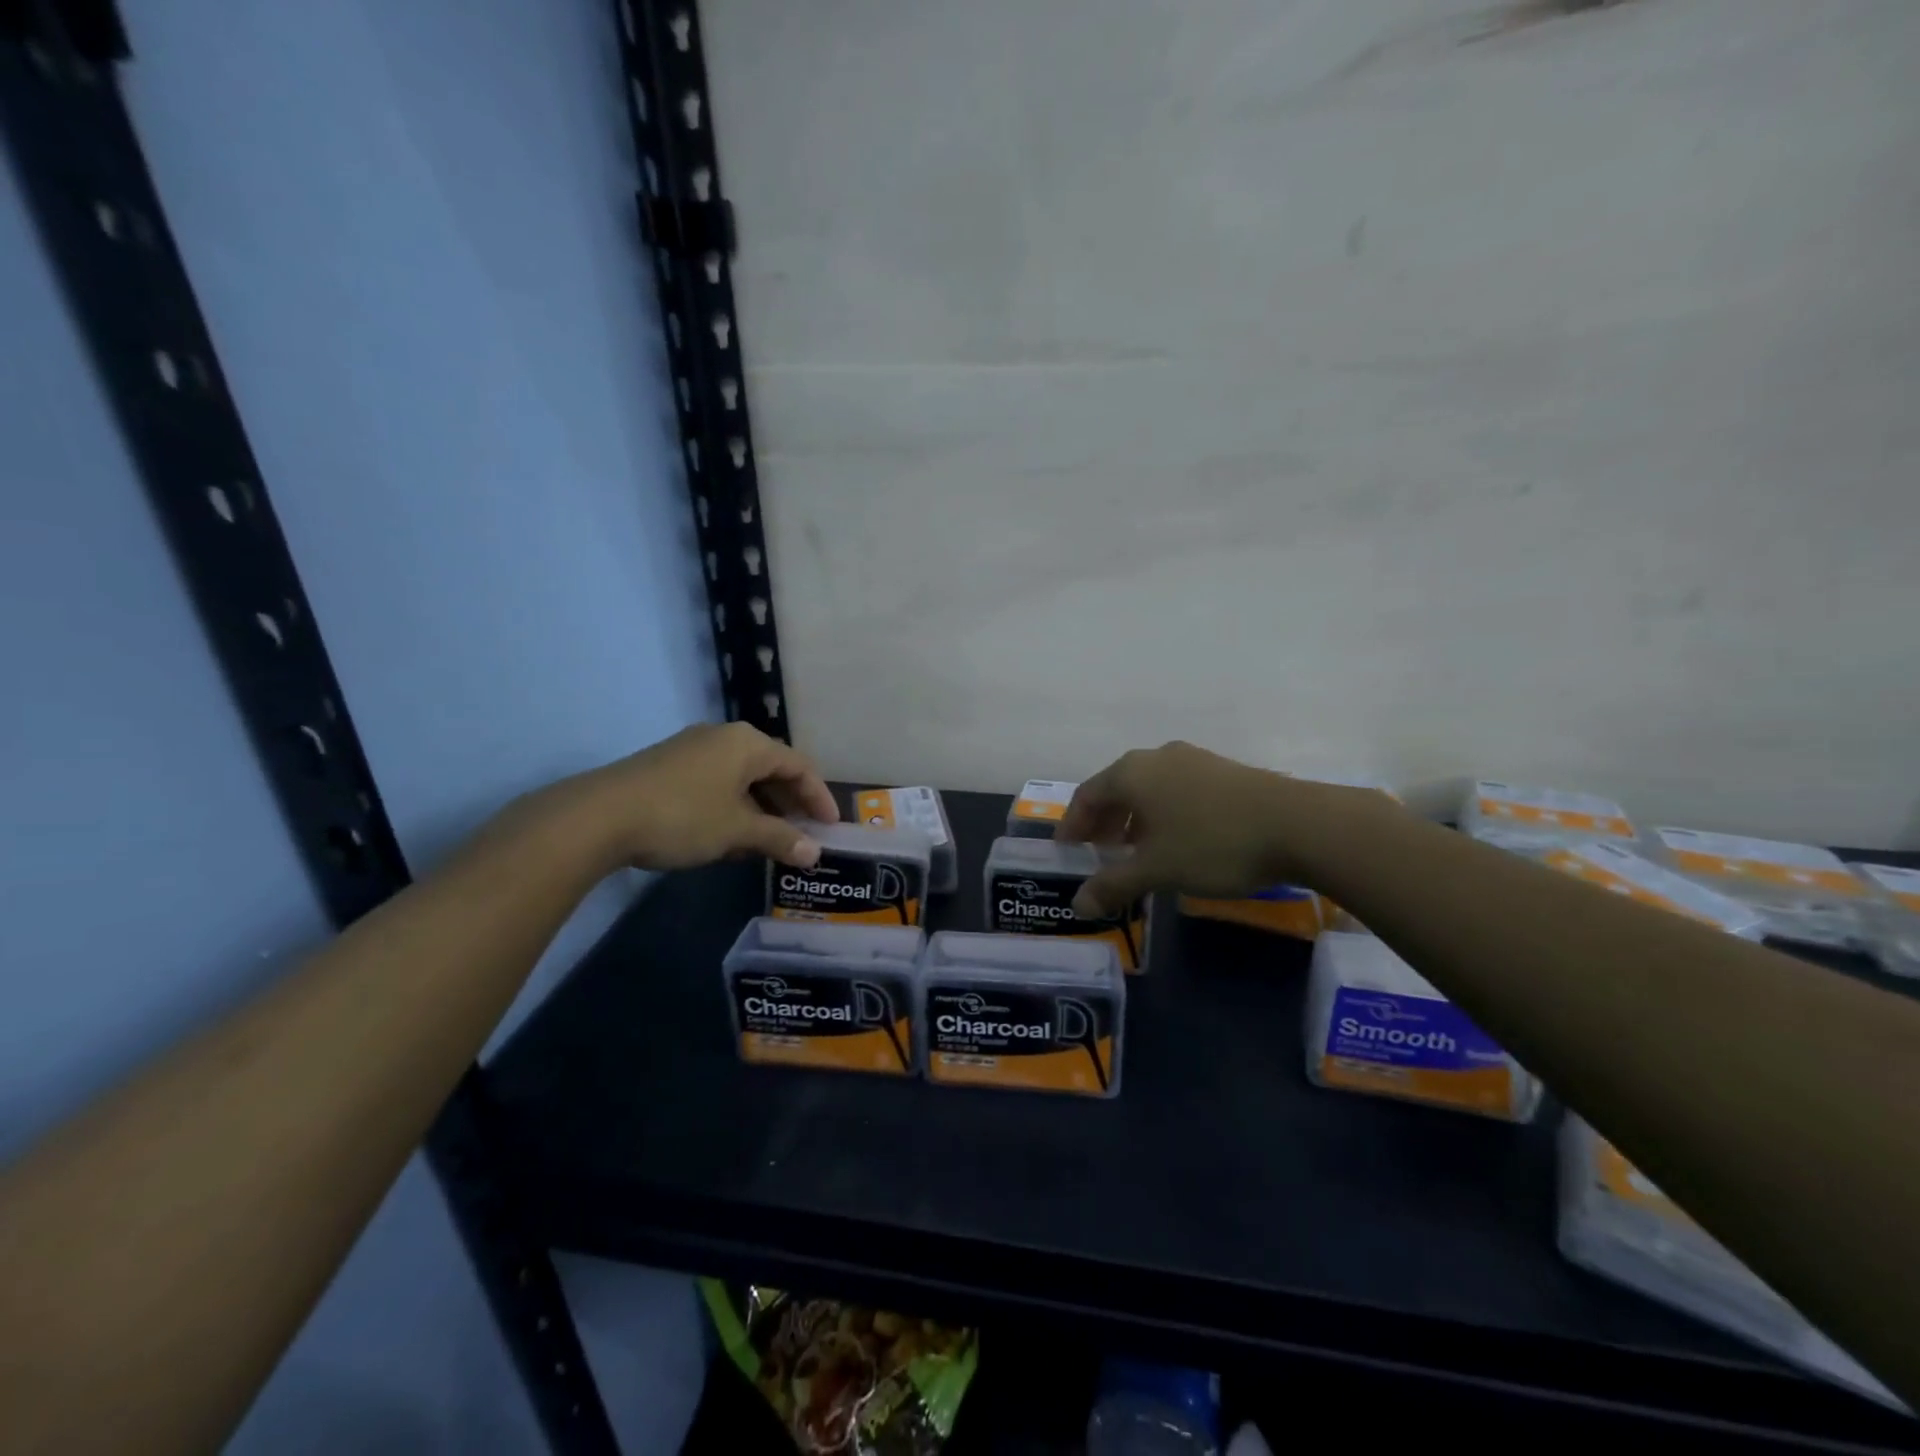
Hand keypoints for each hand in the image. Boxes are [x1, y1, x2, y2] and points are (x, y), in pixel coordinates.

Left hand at [537, 722, 837, 873]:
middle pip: (771, 769)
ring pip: (741, 779)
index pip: (799, 765)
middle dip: (790, 804)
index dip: (819, 796)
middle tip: (804, 835)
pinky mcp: (668, 767)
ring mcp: (692, 750)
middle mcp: (723, 737)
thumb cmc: (683, 816)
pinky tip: (729, 838)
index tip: (831, 827)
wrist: (598, 817)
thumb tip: (814, 853)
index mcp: (747, 743)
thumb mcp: (737, 831)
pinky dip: (733, 808)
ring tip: (769, 843)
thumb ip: (780, 839)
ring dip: (761, 810)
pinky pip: (716, 784)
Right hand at [1057, 742, 1377, 916]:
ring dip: (1133, 820)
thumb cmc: (1212, 844)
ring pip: (1148, 789)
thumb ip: (1113, 885)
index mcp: (1131, 772)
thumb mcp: (1156, 870)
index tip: (1067, 852)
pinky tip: (1176, 841)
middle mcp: (1156, 757)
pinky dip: (1162, 814)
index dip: (1072, 826)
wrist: (1299, 825)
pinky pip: (1176, 790)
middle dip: (1103, 824)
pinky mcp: (1222, 770)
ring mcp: (1193, 759)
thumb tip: (1079, 905)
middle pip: (1116, 789)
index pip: (1086, 796)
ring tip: (1136, 853)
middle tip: (1099, 855)